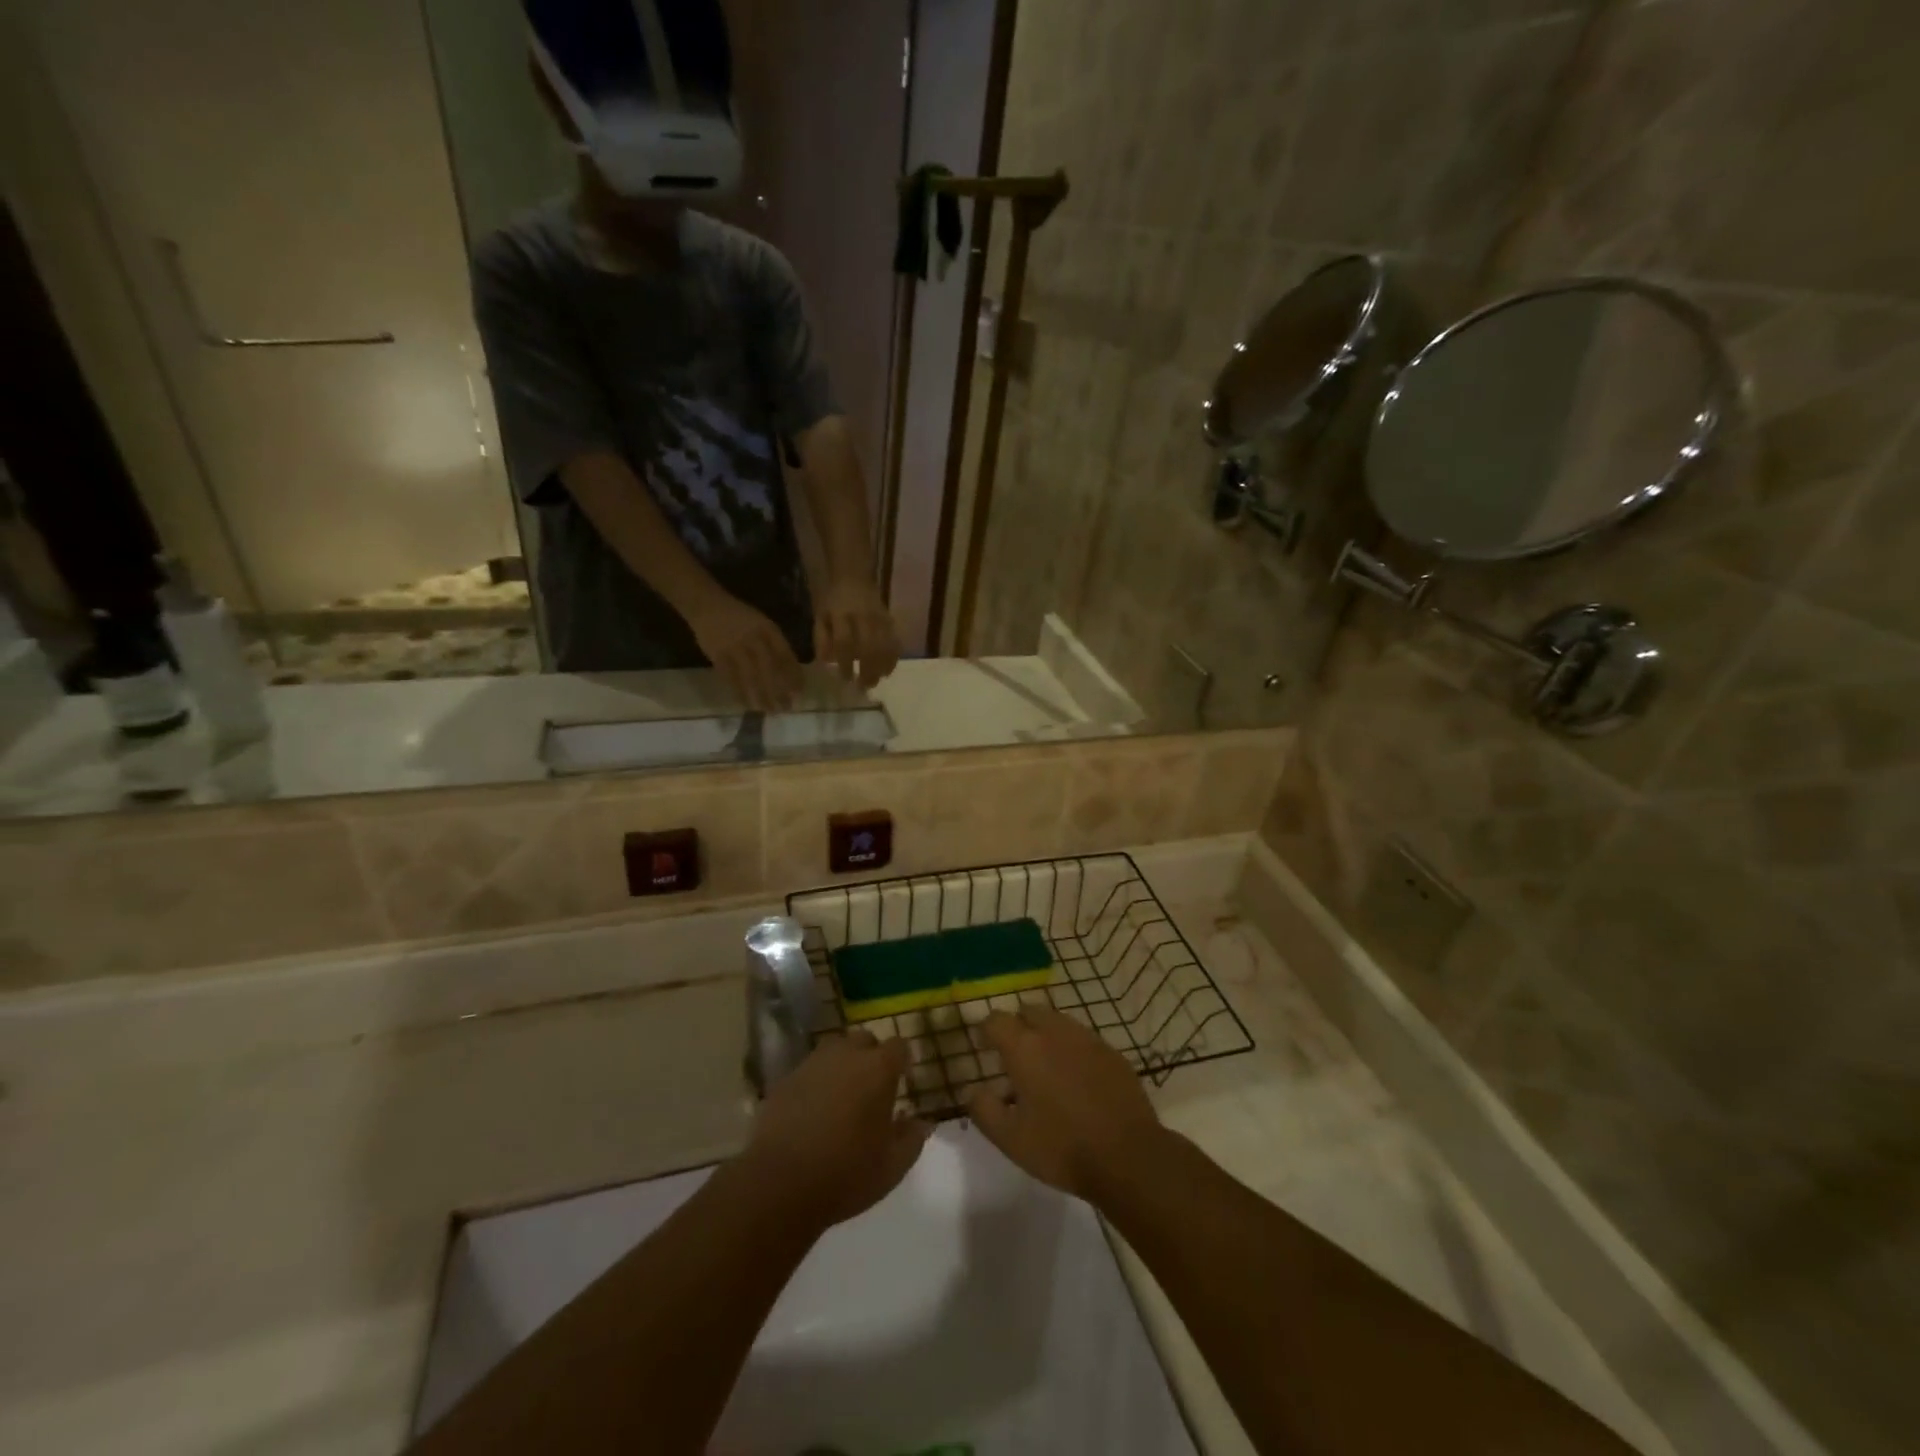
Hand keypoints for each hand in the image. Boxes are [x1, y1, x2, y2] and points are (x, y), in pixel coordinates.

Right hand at [688, 593, 803, 712]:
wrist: (707, 605)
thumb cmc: (739, 617)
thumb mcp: (762, 623)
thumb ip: (775, 644)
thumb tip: (791, 672)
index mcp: (768, 629)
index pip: (785, 655)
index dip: (793, 675)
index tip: (800, 693)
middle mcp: (753, 638)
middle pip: (770, 669)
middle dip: (779, 690)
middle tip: (787, 708)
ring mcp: (734, 647)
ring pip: (751, 676)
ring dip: (761, 696)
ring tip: (770, 710)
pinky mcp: (717, 655)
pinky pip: (731, 678)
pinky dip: (739, 693)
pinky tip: (747, 705)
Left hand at [739, 1029, 930, 1229]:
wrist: (779, 1183)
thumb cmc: (847, 1173)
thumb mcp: (892, 1166)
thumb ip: (912, 1139)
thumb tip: (923, 1122)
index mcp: (878, 1069)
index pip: (898, 1046)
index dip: (902, 1061)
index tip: (903, 1080)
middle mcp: (846, 1055)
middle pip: (864, 1040)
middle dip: (871, 1057)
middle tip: (871, 1088)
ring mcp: (812, 1064)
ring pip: (834, 1050)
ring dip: (842, 1065)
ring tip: (841, 1097)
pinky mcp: (785, 1080)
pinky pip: (808, 1071)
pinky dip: (815, 1083)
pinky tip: (812, 1111)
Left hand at [813, 577, 899, 688]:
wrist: (854, 576)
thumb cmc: (833, 600)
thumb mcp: (820, 615)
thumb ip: (821, 638)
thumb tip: (826, 662)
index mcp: (842, 615)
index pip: (845, 642)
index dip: (846, 662)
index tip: (845, 679)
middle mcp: (863, 617)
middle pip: (869, 647)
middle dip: (867, 670)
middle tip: (863, 687)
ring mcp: (879, 618)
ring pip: (885, 646)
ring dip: (881, 667)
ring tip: (876, 681)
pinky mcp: (890, 620)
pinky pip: (895, 642)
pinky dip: (893, 659)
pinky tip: (888, 671)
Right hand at [966, 1004, 1166, 1202]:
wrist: (1127, 1156)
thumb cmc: (1061, 1147)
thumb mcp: (1009, 1139)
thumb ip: (984, 1109)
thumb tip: (973, 1090)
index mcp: (1024, 1048)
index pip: (996, 1020)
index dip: (986, 1030)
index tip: (984, 1046)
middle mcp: (1055, 1032)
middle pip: (1029, 1011)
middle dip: (1018, 1025)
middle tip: (1015, 1053)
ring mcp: (1087, 1039)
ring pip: (1059, 1021)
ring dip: (1046, 1033)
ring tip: (1046, 1065)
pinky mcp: (1112, 1053)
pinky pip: (1084, 1039)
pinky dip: (1073, 1049)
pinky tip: (1077, 1077)